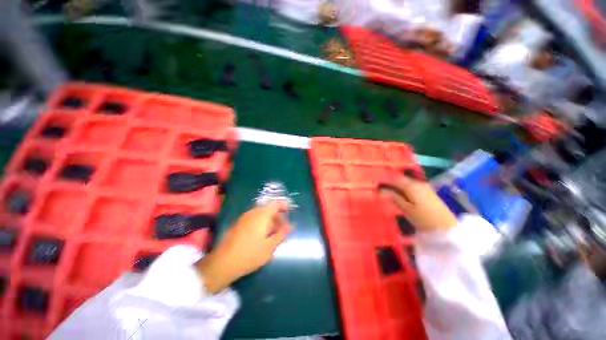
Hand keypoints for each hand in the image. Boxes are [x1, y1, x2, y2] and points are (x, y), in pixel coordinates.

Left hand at [196, 201, 291, 293]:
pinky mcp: (238, 224)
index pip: (275, 204)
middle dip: (277, 216)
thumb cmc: (250, 254)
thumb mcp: (270, 247)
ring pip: (261, 214)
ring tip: (274, 232)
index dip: (284, 206)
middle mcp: (253, 213)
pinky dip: (261, 223)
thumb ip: (281, 234)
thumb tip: (290, 226)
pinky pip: (254, 218)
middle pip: (268, 209)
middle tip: (283, 227)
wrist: (223, 263)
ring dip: (269, 220)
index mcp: (262, 215)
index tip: (290, 212)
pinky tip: (262, 235)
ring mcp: (244, 218)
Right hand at [379, 174, 456, 232]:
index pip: (394, 179)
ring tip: (389, 191)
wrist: (446, 228)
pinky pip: (413, 186)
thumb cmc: (423, 219)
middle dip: (391, 182)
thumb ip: (393, 197)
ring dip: (398, 185)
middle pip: (401, 179)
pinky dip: (405, 188)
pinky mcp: (428, 192)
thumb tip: (380, 190)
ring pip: (407, 182)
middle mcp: (418, 183)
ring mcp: (424, 187)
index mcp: (411, 186)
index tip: (376, 185)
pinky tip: (401, 194)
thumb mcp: (406, 209)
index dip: (385, 181)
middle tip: (382, 188)